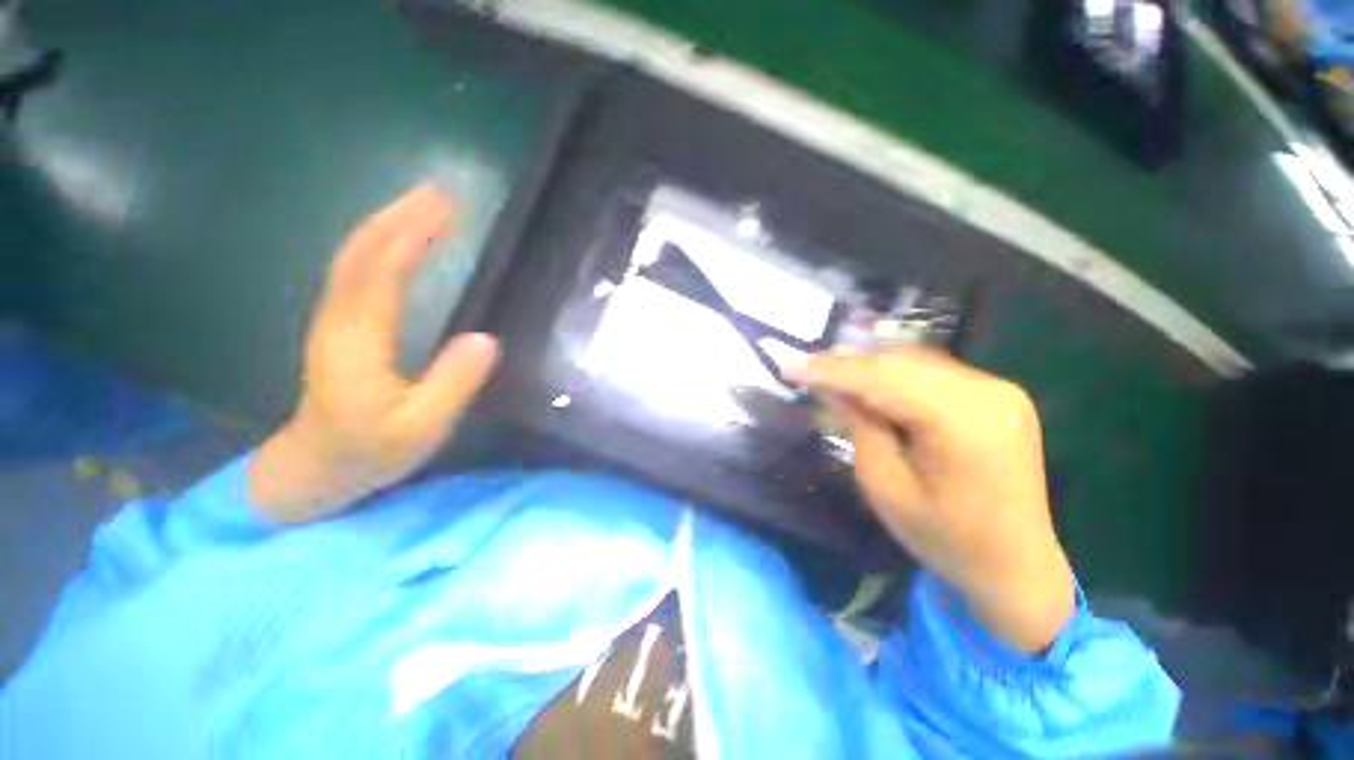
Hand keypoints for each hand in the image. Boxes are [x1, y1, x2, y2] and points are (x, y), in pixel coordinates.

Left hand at [249, 185, 499, 523]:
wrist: (316, 467)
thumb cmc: (372, 450)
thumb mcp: (422, 428)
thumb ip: (452, 385)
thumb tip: (486, 339)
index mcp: (359, 343)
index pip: (381, 274)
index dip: (412, 236)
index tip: (445, 209)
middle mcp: (339, 320)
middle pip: (361, 253)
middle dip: (399, 217)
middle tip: (440, 193)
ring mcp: (334, 320)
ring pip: (354, 257)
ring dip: (387, 224)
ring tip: (424, 206)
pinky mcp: (339, 324)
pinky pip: (356, 271)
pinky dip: (379, 245)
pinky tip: (399, 240)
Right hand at [790, 349, 1074, 653]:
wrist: (1016, 566)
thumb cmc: (945, 538)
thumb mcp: (885, 487)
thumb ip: (859, 427)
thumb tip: (833, 388)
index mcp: (963, 422)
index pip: (882, 380)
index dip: (831, 371)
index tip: (789, 368)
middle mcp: (988, 393)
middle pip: (900, 363)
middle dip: (846, 364)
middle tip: (804, 367)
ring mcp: (999, 390)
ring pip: (915, 362)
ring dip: (868, 366)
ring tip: (827, 371)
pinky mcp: (998, 395)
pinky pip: (933, 373)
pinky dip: (895, 374)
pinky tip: (868, 381)